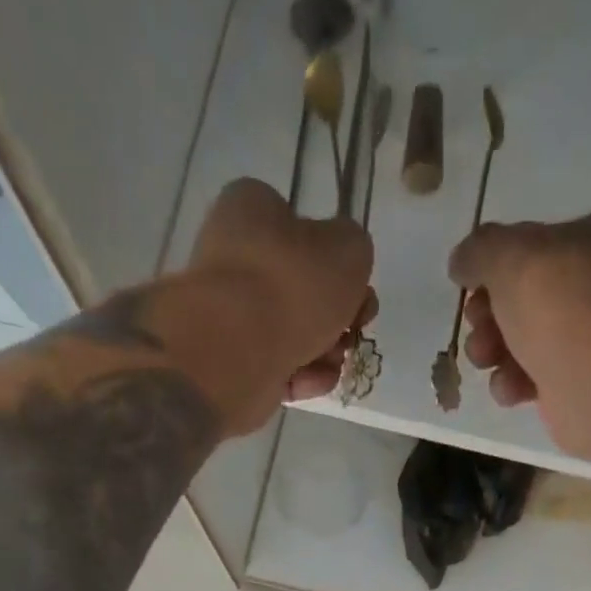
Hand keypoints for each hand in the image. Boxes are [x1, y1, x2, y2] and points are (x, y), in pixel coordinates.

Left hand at [185, 179, 375, 431]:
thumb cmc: (293, 284)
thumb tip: (341, 269)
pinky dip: (302, 377)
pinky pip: (280, 368)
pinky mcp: (234, 362)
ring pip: (297, 334)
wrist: (237, 350)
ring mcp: (232, 315)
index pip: (302, 229)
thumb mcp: (349, 247)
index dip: (337, 261)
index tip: (358, 288)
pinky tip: (310, 381)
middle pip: (304, 290)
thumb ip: (354, 249)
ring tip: (331, 361)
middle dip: (337, 317)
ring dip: (325, 351)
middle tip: (352, 330)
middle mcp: (236, 258)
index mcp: (252, 209)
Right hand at [449, 210, 590, 462]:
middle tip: (478, 326)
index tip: (472, 287)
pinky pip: (537, 379)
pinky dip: (516, 384)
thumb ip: (480, 251)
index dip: (497, 265)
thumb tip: (463, 262)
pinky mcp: (582, 386)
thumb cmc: (565, 305)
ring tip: (486, 360)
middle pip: (527, 295)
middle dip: (489, 314)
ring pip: (527, 340)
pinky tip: (512, 389)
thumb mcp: (511, 256)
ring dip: (494, 351)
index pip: (538, 243)